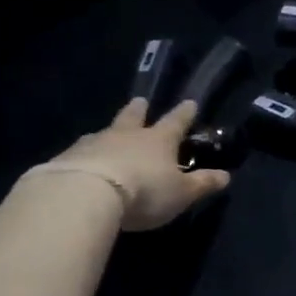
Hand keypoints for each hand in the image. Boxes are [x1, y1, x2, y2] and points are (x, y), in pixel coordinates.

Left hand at [34, 98, 229, 230]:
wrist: (88, 193)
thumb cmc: (145, 192)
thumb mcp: (182, 193)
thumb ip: (202, 184)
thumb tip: (226, 176)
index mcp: (158, 141)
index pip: (176, 122)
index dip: (185, 113)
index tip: (190, 102)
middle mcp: (127, 135)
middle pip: (134, 117)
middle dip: (140, 110)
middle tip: (141, 101)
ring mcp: (95, 143)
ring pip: (105, 132)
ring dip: (110, 131)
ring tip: (108, 132)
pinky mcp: (69, 157)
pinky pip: (82, 151)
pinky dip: (87, 153)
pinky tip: (83, 159)